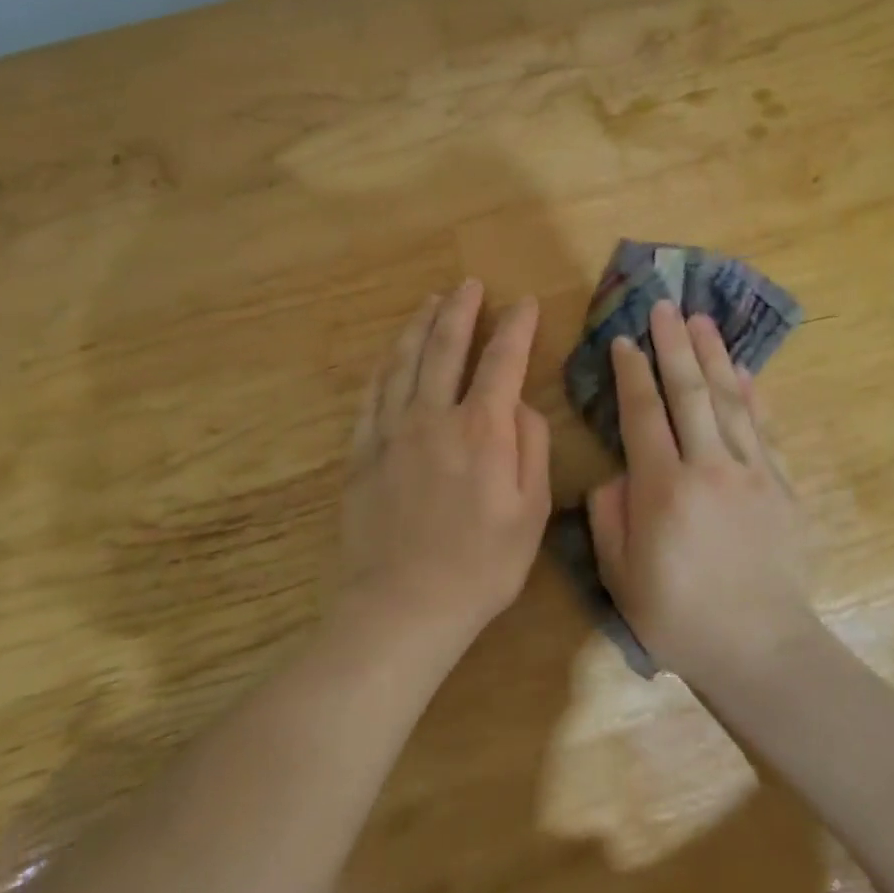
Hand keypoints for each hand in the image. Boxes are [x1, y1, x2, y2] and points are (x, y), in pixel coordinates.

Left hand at [343, 280, 551, 646]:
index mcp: (482, 429)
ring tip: (431, 301)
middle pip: (446, 347)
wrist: (403, 607)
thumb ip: (531, 448)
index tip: (524, 303)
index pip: (502, 361)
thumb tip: (520, 405)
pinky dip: (386, 365)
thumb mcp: (531, 512)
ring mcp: (391, 431)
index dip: (515, 328)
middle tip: (469, 285)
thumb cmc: (481, 566)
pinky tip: (392, 353)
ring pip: (405, 362)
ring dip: (420, 326)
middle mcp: (434, 417)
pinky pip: (372, 394)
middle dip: (461, 310)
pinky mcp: (362, 452)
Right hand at [585, 301, 817, 686]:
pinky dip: (753, 395)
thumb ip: (610, 516)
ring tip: (701, 320)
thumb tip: (617, 474)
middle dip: (673, 345)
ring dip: (713, 356)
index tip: (623, 340)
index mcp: (663, 488)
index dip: (631, 373)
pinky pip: (763, 428)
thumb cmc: (678, 616)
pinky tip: (743, 370)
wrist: (759, 647)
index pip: (644, 414)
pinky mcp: (781, 486)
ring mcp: (752, 473)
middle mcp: (709, 467)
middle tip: (664, 306)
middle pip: (689, 392)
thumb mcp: (619, 575)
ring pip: (730, 400)